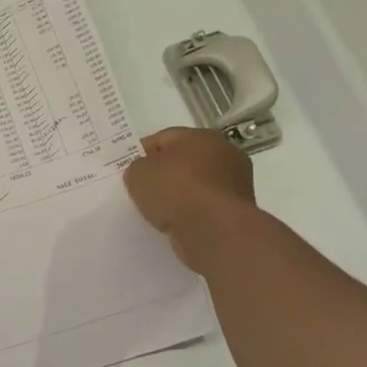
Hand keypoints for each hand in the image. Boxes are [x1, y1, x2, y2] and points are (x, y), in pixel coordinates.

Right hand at [123, 127, 257, 272]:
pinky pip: (204, 207)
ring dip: (179, 196)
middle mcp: (225, 154)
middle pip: (184, 161)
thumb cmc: (176, 190)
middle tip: (143, 189)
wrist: (214, 230)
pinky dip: (191, 214)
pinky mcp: (237, 211)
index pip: (164, 139)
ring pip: (196, 186)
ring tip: (157, 211)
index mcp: (202, 135)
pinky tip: (175, 224)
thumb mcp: (139, 173)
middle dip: (164, 174)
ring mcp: (235, 183)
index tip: (130, 170)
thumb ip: (138, 168)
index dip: (143, 153)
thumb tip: (144, 173)